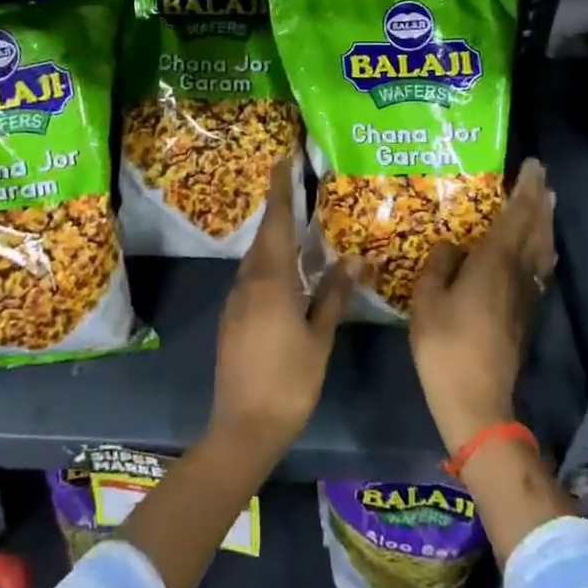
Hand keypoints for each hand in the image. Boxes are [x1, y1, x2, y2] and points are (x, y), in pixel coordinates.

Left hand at [209, 157, 355, 459]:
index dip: (280, 189)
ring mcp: (235, 301)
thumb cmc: (289, 381)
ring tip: (299, 231)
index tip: (281, 160)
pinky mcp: (231, 319)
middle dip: (280, 212)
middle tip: (299, 191)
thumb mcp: (319, 337)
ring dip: (275, 241)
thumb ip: (334, 295)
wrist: (243, 426)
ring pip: (256, 259)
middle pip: (265, 237)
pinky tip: (286, 276)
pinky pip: (252, 279)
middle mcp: (247, 281)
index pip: (276, 222)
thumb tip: (355, 259)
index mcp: (270, 280)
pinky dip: (269, 266)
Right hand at [409, 159, 555, 453]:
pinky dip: (541, 248)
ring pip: (542, 249)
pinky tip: (538, 249)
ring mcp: (525, 296)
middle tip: (541, 177)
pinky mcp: (525, 314)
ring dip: (545, 222)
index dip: (524, 190)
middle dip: (539, 200)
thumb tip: (453, 246)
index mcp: (494, 263)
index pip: (515, 216)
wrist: (475, 399)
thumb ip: (440, 264)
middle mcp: (517, 273)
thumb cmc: (445, 344)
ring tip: (545, 203)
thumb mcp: (427, 298)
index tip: (532, 166)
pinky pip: (538, 268)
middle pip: (535, 229)